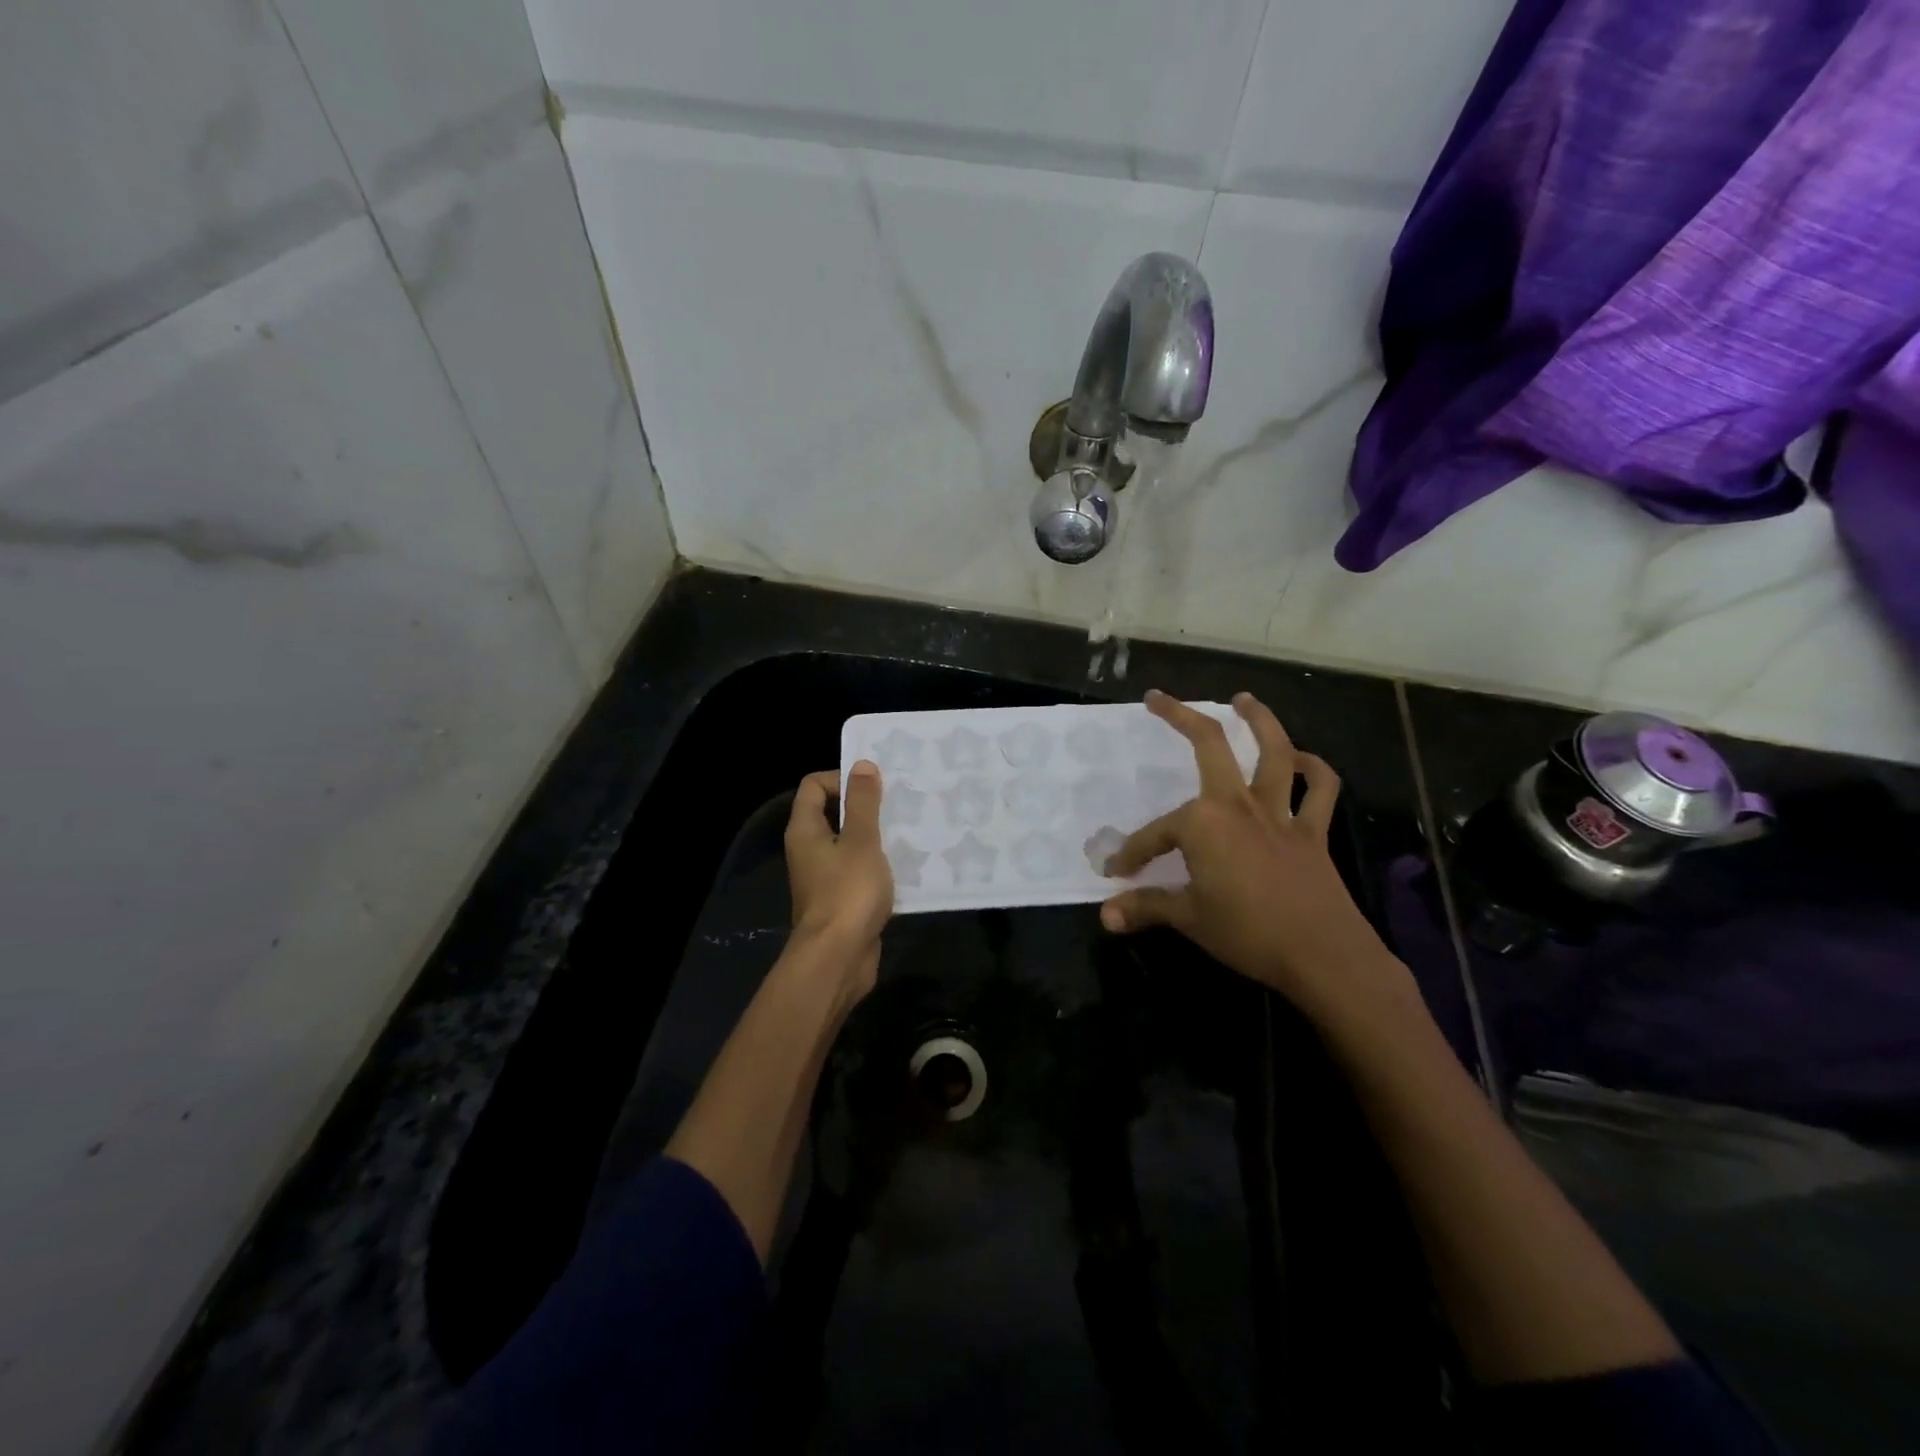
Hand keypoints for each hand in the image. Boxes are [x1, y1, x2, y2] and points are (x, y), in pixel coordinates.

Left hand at [784, 761, 893, 995]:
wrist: (838, 958)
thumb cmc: (847, 892)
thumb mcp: (861, 841)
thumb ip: (863, 803)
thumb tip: (861, 765)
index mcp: (805, 830)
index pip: (814, 785)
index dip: (842, 778)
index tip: (875, 785)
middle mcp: (810, 850)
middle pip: (834, 813)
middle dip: (866, 806)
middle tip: (900, 802)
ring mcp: (825, 877)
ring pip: (851, 844)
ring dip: (877, 837)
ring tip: (910, 829)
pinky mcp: (843, 900)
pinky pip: (861, 872)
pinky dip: (880, 865)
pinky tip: (909, 865)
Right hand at [1100, 691, 1406, 1024]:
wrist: (1323, 955)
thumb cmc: (1247, 933)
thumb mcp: (1188, 919)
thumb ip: (1146, 908)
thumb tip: (1105, 915)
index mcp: (1202, 824)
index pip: (1155, 834)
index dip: (1133, 853)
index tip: (1117, 872)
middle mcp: (1238, 805)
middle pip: (1210, 746)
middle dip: (1180, 716)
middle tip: (1158, 698)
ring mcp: (1279, 813)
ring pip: (1273, 751)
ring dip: (1259, 720)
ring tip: (1243, 699)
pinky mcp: (1312, 830)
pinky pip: (1319, 790)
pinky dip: (1314, 769)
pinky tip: (1303, 758)